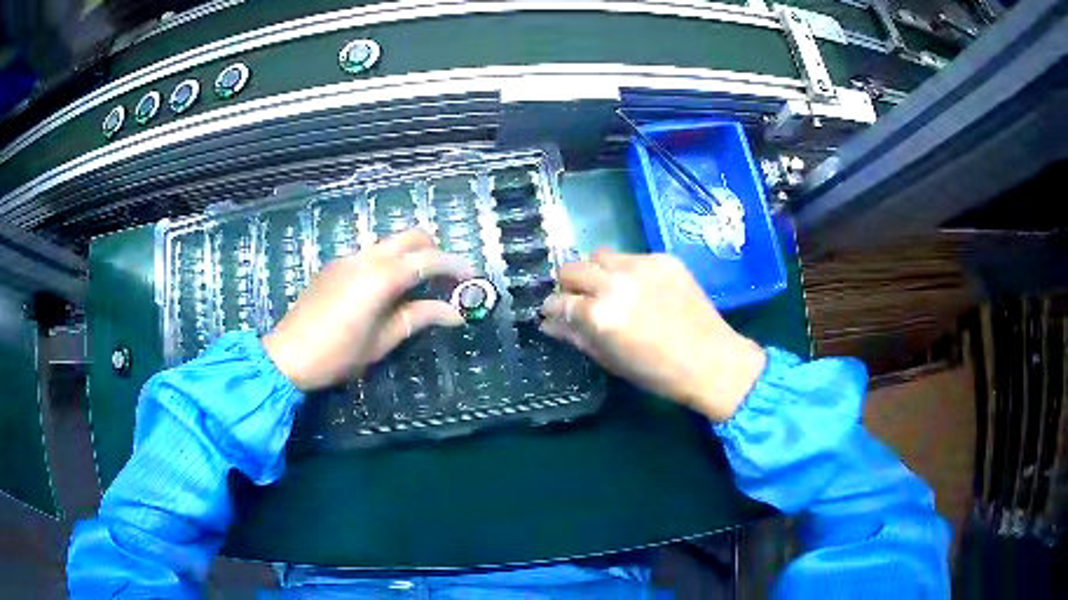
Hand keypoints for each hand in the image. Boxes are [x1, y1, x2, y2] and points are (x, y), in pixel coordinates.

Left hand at [262, 230, 473, 390]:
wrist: (288, 355)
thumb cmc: (339, 355)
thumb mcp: (382, 341)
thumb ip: (419, 318)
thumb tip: (456, 314)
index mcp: (381, 277)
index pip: (428, 260)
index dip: (454, 266)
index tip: (472, 277)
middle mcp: (366, 258)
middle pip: (410, 237)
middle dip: (434, 249)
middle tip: (446, 277)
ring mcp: (347, 259)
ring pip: (389, 242)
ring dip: (410, 254)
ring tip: (418, 284)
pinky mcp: (334, 266)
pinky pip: (370, 254)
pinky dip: (388, 262)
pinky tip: (385, 290)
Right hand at [540, 251, 765, 421]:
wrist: (712, 360)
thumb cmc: (657, 372)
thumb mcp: (610, 360)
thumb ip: (576, 336)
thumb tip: (549, 324)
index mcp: (599, 315)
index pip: (558, 300)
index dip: (551, 308)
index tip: (552, 312)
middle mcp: (615, 283)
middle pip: (572, 268)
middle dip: (568, 284)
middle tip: (579, 299)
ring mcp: (641, 266)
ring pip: (600, 255)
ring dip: (596, 271)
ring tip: (609, 288)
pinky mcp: (663, 258)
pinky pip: (631, 257)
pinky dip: (627, 271)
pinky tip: (641, 289)